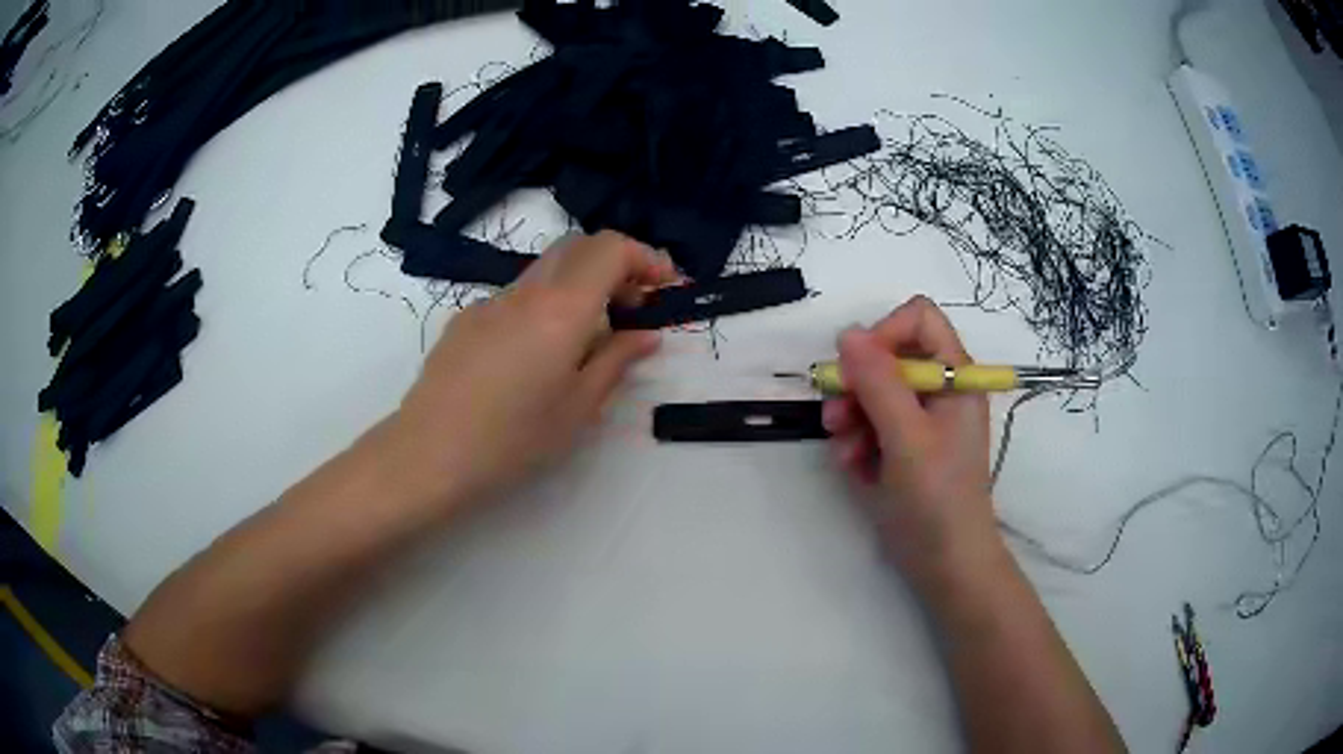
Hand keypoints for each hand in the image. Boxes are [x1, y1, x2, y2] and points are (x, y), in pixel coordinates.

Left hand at [387, 231, 677, 515]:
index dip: (645, 258)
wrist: (429, 454)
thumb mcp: (578, 408)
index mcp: (561, 309)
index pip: (610, 248)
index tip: (664, 288)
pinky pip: (516, 297)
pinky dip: (544, 306)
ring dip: (579, 286)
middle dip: (615, 266)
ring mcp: (489, 302)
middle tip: (632, 309)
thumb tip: (647, 334)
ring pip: (545, 271)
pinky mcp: (465, 320)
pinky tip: (536, 357)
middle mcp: (525, 291)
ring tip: (587, 339)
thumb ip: (617, 361)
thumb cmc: (513, 440)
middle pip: (578, 247)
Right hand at [822, 296, 1000, 584]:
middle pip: (888, 355)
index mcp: (955, 376)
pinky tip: (854, 468)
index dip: (885, 333)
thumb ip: (878, 382)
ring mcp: (919, 419)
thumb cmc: (937, 498)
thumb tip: (847, 333)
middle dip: (857, 384)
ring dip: (850, 416)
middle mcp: (938, 390)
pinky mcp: (902, 446)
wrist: (946, 564)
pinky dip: (856, 442)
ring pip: (872, 391)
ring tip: (845, 451)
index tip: (858, 368)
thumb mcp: (907, 438)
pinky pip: (869, 424)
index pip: (918, 319)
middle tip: (837, 416)